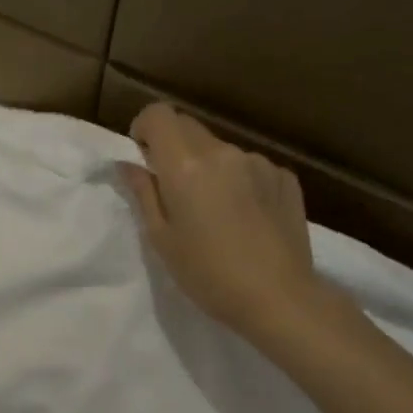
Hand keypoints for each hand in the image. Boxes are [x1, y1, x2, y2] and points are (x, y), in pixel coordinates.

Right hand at [121, 103, 326, 343]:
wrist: (279, 298)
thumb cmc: (207, 274)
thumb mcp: (161, 238)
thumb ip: (143, 193)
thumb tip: (127, 164)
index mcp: (186, 165)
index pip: (159, 114)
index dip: (144, 127)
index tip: (142, 156)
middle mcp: (223, 152)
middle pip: (188, 126)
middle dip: (171, 147)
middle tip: (171, 189)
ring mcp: (258, 162)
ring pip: (219, 149)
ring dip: (206, 166)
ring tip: (213, 211)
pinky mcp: (285, 177)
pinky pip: (249, 166)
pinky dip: (237, 181)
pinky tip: (244, 217)